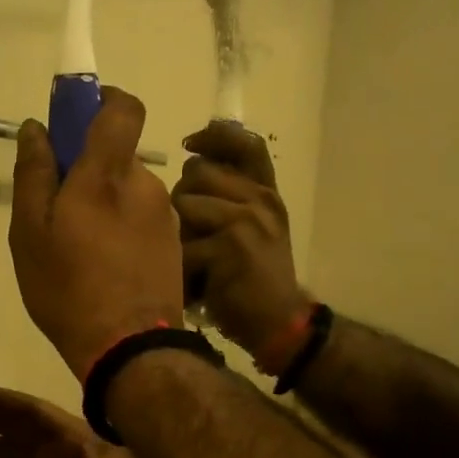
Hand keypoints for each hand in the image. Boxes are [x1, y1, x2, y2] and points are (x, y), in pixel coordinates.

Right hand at [8, 88, 183, 378]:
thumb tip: (36, 128)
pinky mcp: (174, 244)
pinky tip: (104, 267)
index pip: (123, 108)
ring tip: (79, 250)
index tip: (76, 118)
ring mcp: (165, 216)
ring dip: (104, 205)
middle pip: (117, 158)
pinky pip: (142, 220)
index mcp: (107, 173)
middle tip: (58, 212)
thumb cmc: (69, 288)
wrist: (130, 348)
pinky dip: (122, 230)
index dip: (102, 101)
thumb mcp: (30, 233)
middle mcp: (145, 185)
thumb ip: (33, 173)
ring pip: (128, 192)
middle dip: (88, 172)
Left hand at [172, 119, 307, 356]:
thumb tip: (191, 160)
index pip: (247, 144)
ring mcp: (248, 220)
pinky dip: (181, 266)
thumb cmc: (254, 276)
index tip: (191, 143)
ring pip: (184, 202)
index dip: (216, 135)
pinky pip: (182, 242)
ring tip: (196, 257)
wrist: (279, 322)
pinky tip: (196, 280)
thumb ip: (229, 195)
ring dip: (179, 232)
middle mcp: (261, 199)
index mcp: (265, 192)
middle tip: (195, 233)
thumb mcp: (252, 227)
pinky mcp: (231, 246)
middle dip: (184, 198)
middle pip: (197, 171)